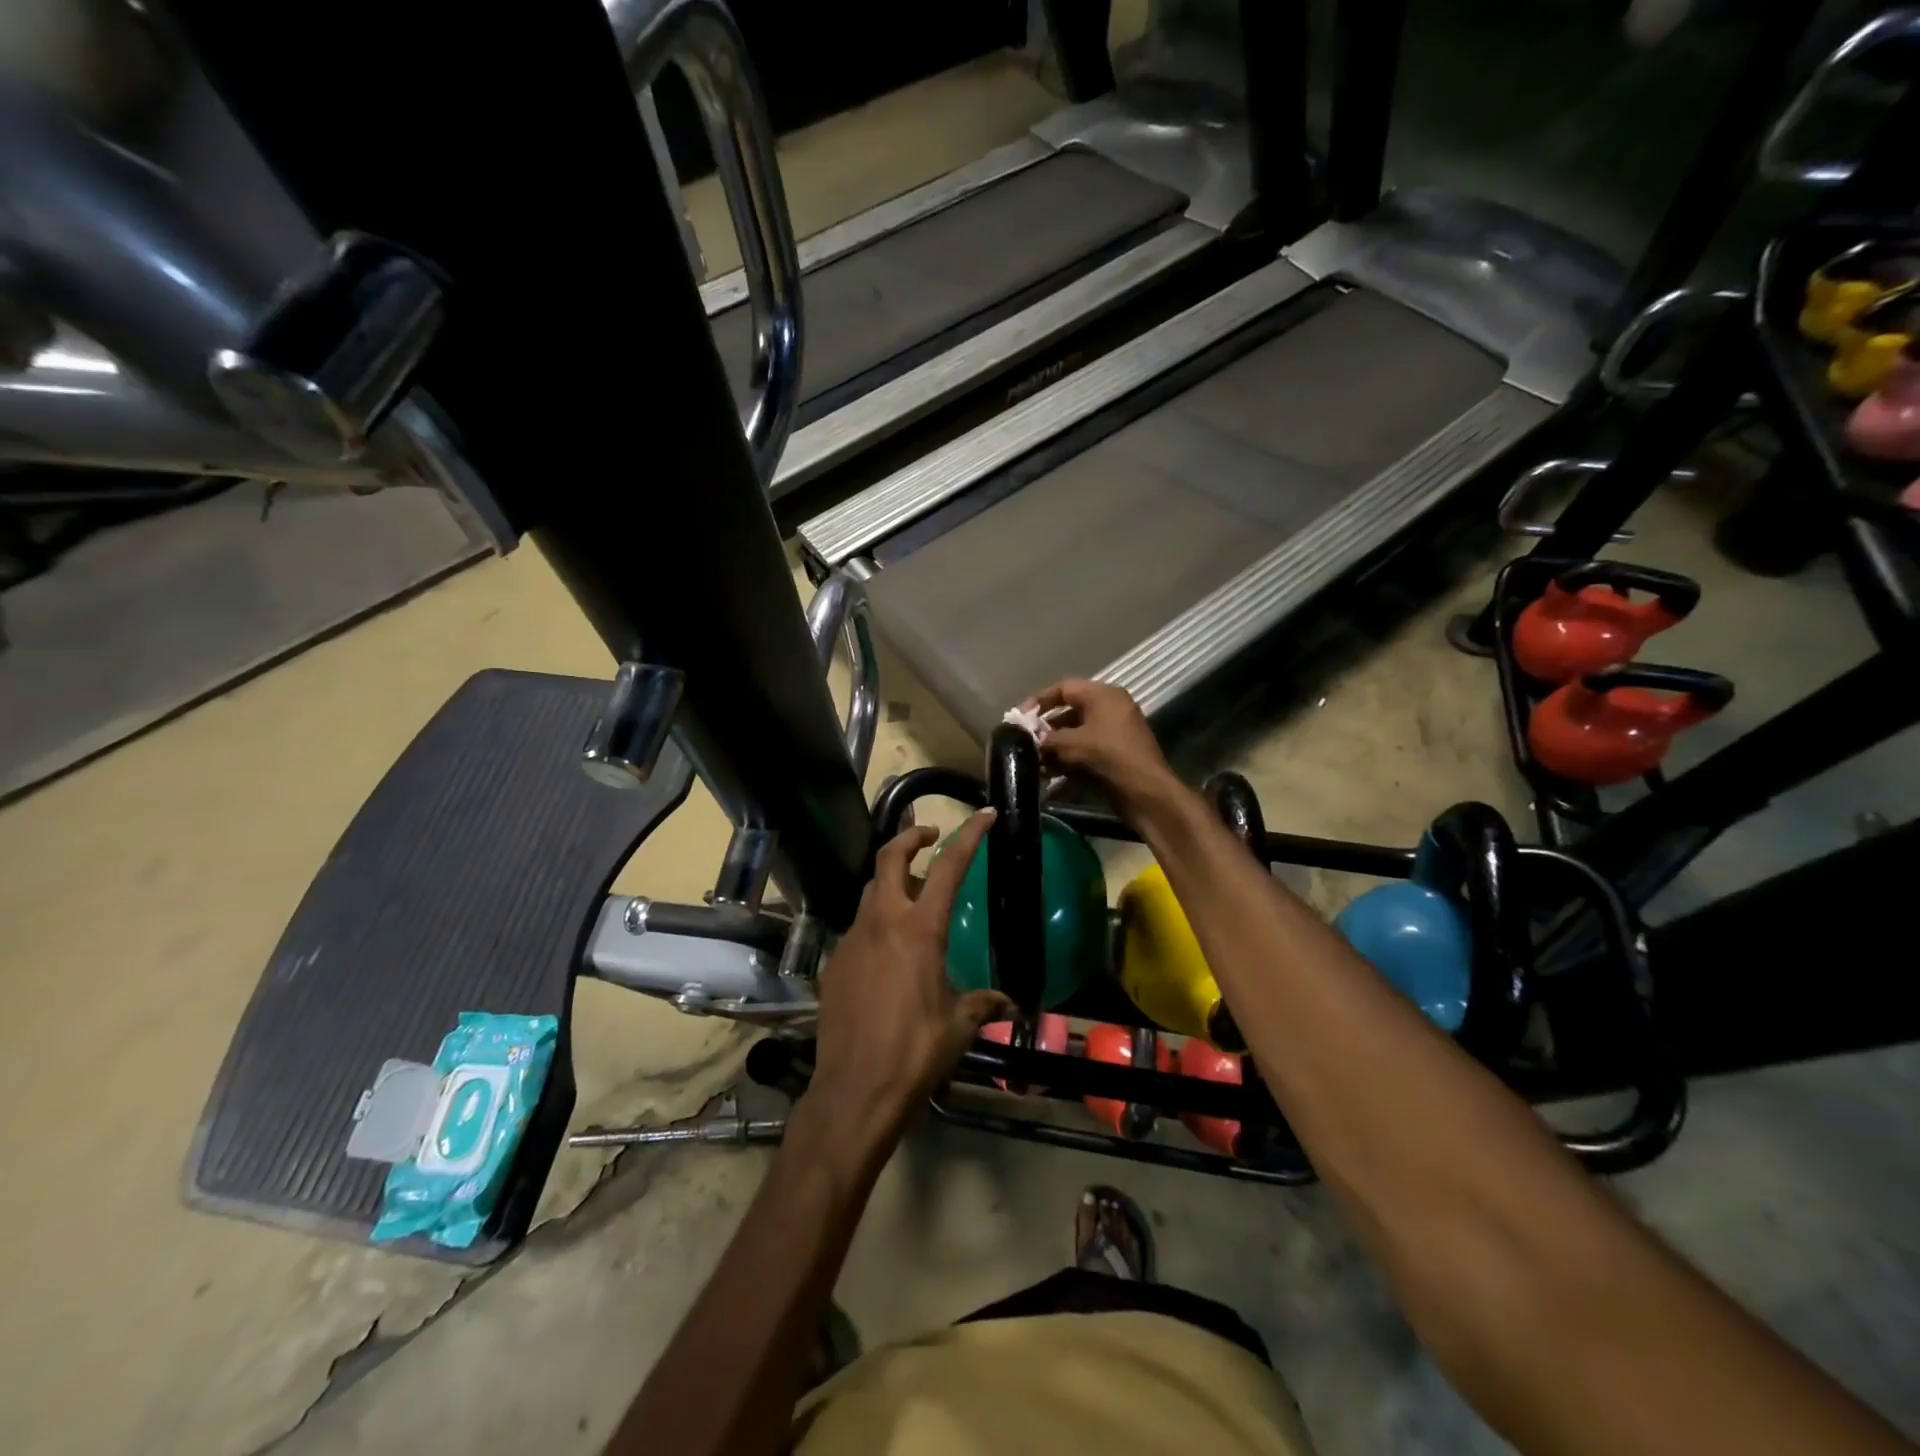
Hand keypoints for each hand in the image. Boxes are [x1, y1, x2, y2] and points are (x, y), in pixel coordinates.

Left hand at [808, 811, 1012, 1142]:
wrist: (855, 1090)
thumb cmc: (915, 1052)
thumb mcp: (959, 1025)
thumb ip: (983, 1003)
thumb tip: (1010, 1003)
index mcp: (919, 930)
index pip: (947, 867)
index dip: (968, 836)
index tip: (984, 816)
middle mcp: (882, 923)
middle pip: (889, 858)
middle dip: (910, 837)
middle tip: (930, 837)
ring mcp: (852, 940)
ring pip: (869, 891)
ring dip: (891, 881)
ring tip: (911, 894)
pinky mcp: (834, 963)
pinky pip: (858, 928)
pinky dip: (876, 922)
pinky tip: (887, 951)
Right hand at [1028, 679, 1181, 821]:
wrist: (1145, 792)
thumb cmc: (1108, 756)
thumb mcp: (1072, 744)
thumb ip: (1047, 738)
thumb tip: (1030, 739)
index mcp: (1103, 695)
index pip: (1064, 688)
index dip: (1039, 700)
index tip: (1019, 716)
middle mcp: (1109, 708)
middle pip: (1069, 711)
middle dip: (1045, 727)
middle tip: (1023, 740)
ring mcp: (1113, 732)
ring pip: (1075, 733)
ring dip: (1053, 746)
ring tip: (1032, 759)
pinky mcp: (1113, 754)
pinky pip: (1084, 749)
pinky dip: (1066, 758)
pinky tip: (1048, 772)